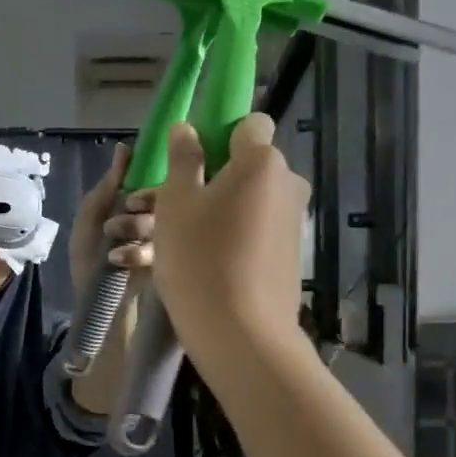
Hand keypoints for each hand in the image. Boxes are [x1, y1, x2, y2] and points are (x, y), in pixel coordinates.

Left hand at [69, 143, 157, 293]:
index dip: (147, 187)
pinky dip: (140, 252)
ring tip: (113, 241)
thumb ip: (109, 184)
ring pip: (166, 222)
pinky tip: (118, 258)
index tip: (131, 200)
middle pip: (165, 200)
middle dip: (142, 207)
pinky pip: (166, 249)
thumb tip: (124, 147)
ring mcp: (165, 241)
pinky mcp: (170, 264)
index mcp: (139, 203)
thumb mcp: (90, 217)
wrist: (94, 302)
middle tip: (124, 217)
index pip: (155, 181)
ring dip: (136, 229)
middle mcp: (156, 218)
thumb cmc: (89, 257)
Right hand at [150, 115, 309, 356]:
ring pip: (244, 201)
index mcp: (261, 162)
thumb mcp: (176, 202)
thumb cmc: (200, 257)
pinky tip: (193, 261)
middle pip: (245, 165)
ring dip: (211, 210)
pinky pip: (252, 229)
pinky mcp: (288, 252)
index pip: (249, 124)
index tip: (190, 160)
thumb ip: (183, 159)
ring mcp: (291, 220)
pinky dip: (226, 235)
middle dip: (209, 177)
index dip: (219, 133)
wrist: (240, 333)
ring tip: (166, 240)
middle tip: (165, 205)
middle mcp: (286, 184)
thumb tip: (187, 128)